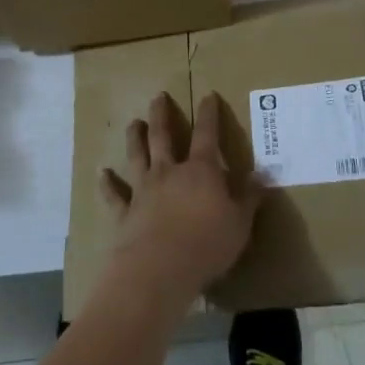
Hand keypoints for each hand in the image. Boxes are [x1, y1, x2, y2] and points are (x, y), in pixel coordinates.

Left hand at [103, 92, 258, 306]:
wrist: (160, 268)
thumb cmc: (207, 245)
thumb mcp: (240, 224)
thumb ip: (249, 198)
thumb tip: (262, 174)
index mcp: (200, 171)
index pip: (207, 135)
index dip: (209, 114)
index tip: (208, 95)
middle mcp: (169, 172)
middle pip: (163, 136)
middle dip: (161, 115)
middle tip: (158, 96)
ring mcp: (143, 189)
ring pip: (137, 156)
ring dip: (135, 138)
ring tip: (133, 122)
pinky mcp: (125, 211)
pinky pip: (115, 193)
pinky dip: (108, 182)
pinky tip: (102, 172)